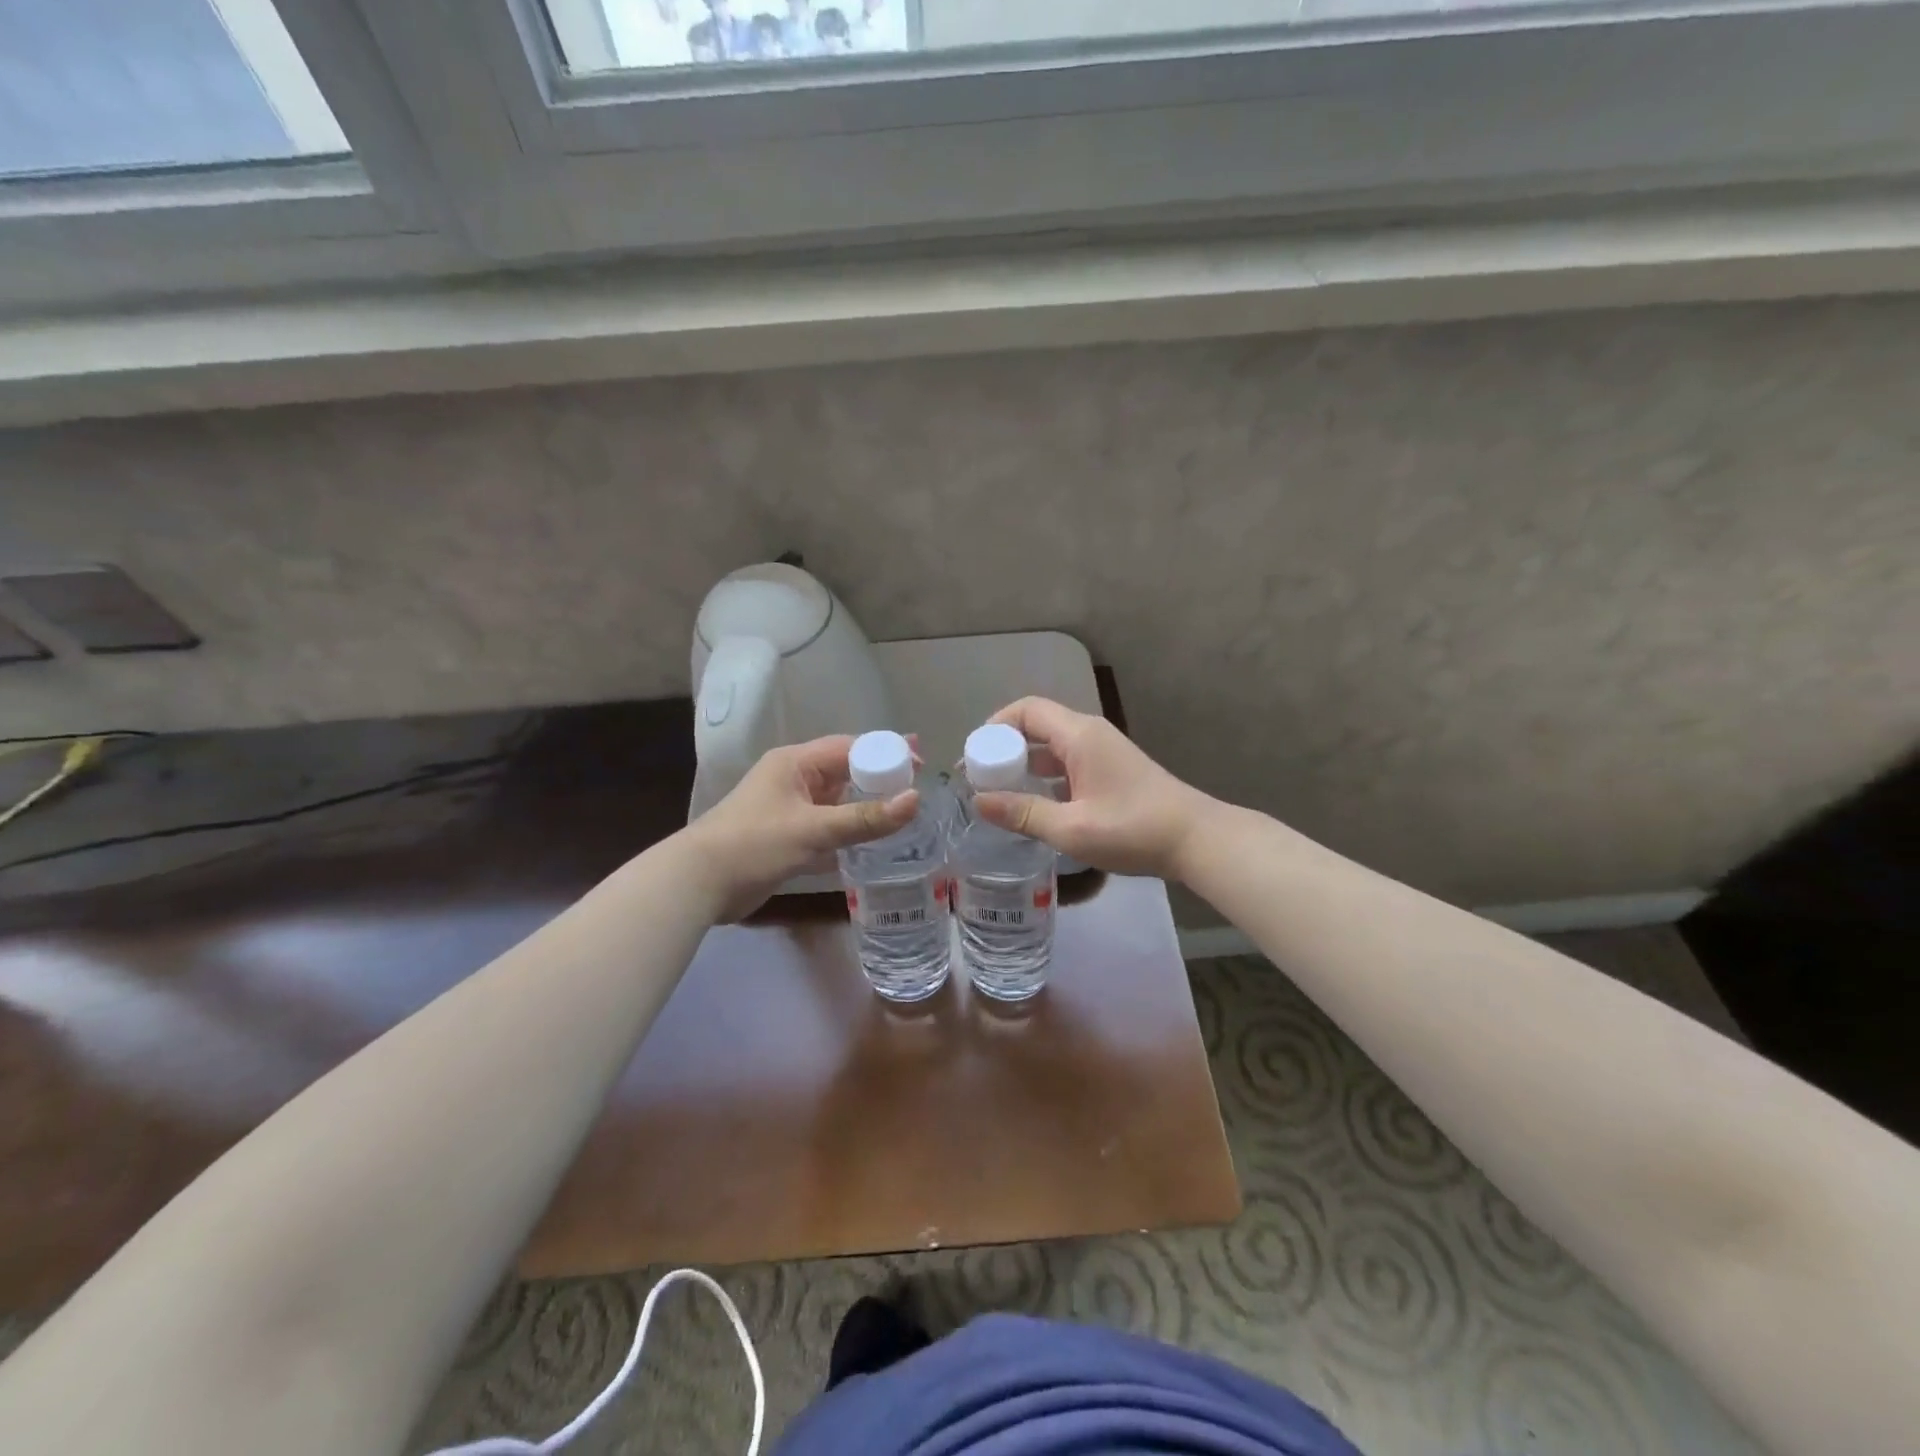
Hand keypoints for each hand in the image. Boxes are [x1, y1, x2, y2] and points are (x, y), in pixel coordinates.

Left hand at [681, 735, 917, 919]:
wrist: (698, 884)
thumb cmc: (755, 844)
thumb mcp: (814, 829)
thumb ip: (865, 818)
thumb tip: (915, 800)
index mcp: (796, 763)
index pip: (850, 748)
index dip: (886, 753)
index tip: (919, 764)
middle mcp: (794, 779)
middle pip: (846, 773)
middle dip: (880, 779)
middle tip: (918, 788)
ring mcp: (790, 809)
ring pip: (838, 802)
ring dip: (866, 807)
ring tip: (905, 814)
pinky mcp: (787, 837)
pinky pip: (828, 826)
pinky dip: (850, 831)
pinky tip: (874, 843)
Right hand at [974, 697, 1215, 880]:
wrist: (1196, 839)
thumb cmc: (1133, 830)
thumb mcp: (1071, 828)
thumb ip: (1023, 813)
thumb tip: (978, 801)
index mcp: (1079, 735)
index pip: (1027, 710)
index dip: (995, 725)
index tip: (974, 755)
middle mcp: (1089, 734)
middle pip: (1037, 725)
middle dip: (1005, 747)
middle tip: (981, 778)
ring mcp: (1103, 752)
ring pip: (1052, 746)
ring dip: (1025, 764)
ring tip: (1000, 792)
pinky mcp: (1111, 771)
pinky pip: (1067, 762)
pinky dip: (1045, 776)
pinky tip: (1035, 804)